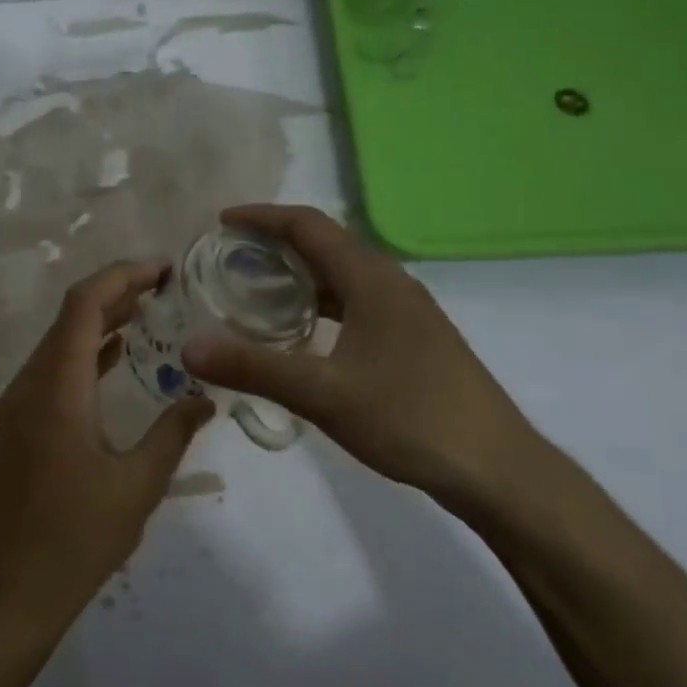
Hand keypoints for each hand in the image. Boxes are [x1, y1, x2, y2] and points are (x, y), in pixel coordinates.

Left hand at [0, 259, 214, 636]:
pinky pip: (51, 371)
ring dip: (100, 322)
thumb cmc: (78, 539)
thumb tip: (205, 397)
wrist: (12, 590)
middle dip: (116, 293)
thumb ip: (173, 432)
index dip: (121, 277)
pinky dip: (85, 354)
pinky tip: (117, 356)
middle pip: (69, 318)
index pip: (83, 308)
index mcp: (55, 391)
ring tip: (149, 311)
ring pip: (58, 344)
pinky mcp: (15, 425)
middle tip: (165, 285)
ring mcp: (15, 406)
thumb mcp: (138, 485)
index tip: (163, 269)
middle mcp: (27, 386)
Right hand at [182, 205, 550, 515]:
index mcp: (372, 280)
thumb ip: (254, 368)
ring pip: (343, 276)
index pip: (310, 227)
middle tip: (228, 258)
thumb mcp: (324, 394)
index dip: (263, 217)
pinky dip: (320, 304)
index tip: (220, 222)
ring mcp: (407, 313)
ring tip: (254, 290)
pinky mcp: (414, 340)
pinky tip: (301, 334)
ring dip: (299, 275)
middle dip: (275, 243)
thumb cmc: (411, 419)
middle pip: (326, 245)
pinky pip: (356, 303)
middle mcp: (391, 284)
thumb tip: (188, 349)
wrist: (497, 469)